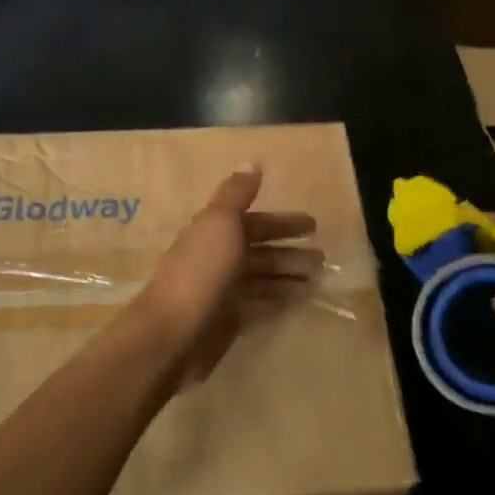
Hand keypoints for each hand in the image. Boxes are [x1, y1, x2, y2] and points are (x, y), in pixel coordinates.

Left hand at [134, 165, 320, 387]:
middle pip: (261, 252)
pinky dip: (279, 301)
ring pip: (263, 279)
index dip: (283, 223)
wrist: (172, 332)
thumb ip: (237, 194)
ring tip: (319, 280)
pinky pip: (259, 306)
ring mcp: (222, 291)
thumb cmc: (200, 272)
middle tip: (322, 259)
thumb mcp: (219, 223)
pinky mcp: (227, 321)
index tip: (314, 225)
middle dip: (290, 252)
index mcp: (215, 232)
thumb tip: (251, 162)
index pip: (255, 223)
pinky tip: (300, 301)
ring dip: (289, 277)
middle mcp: (218, 258)